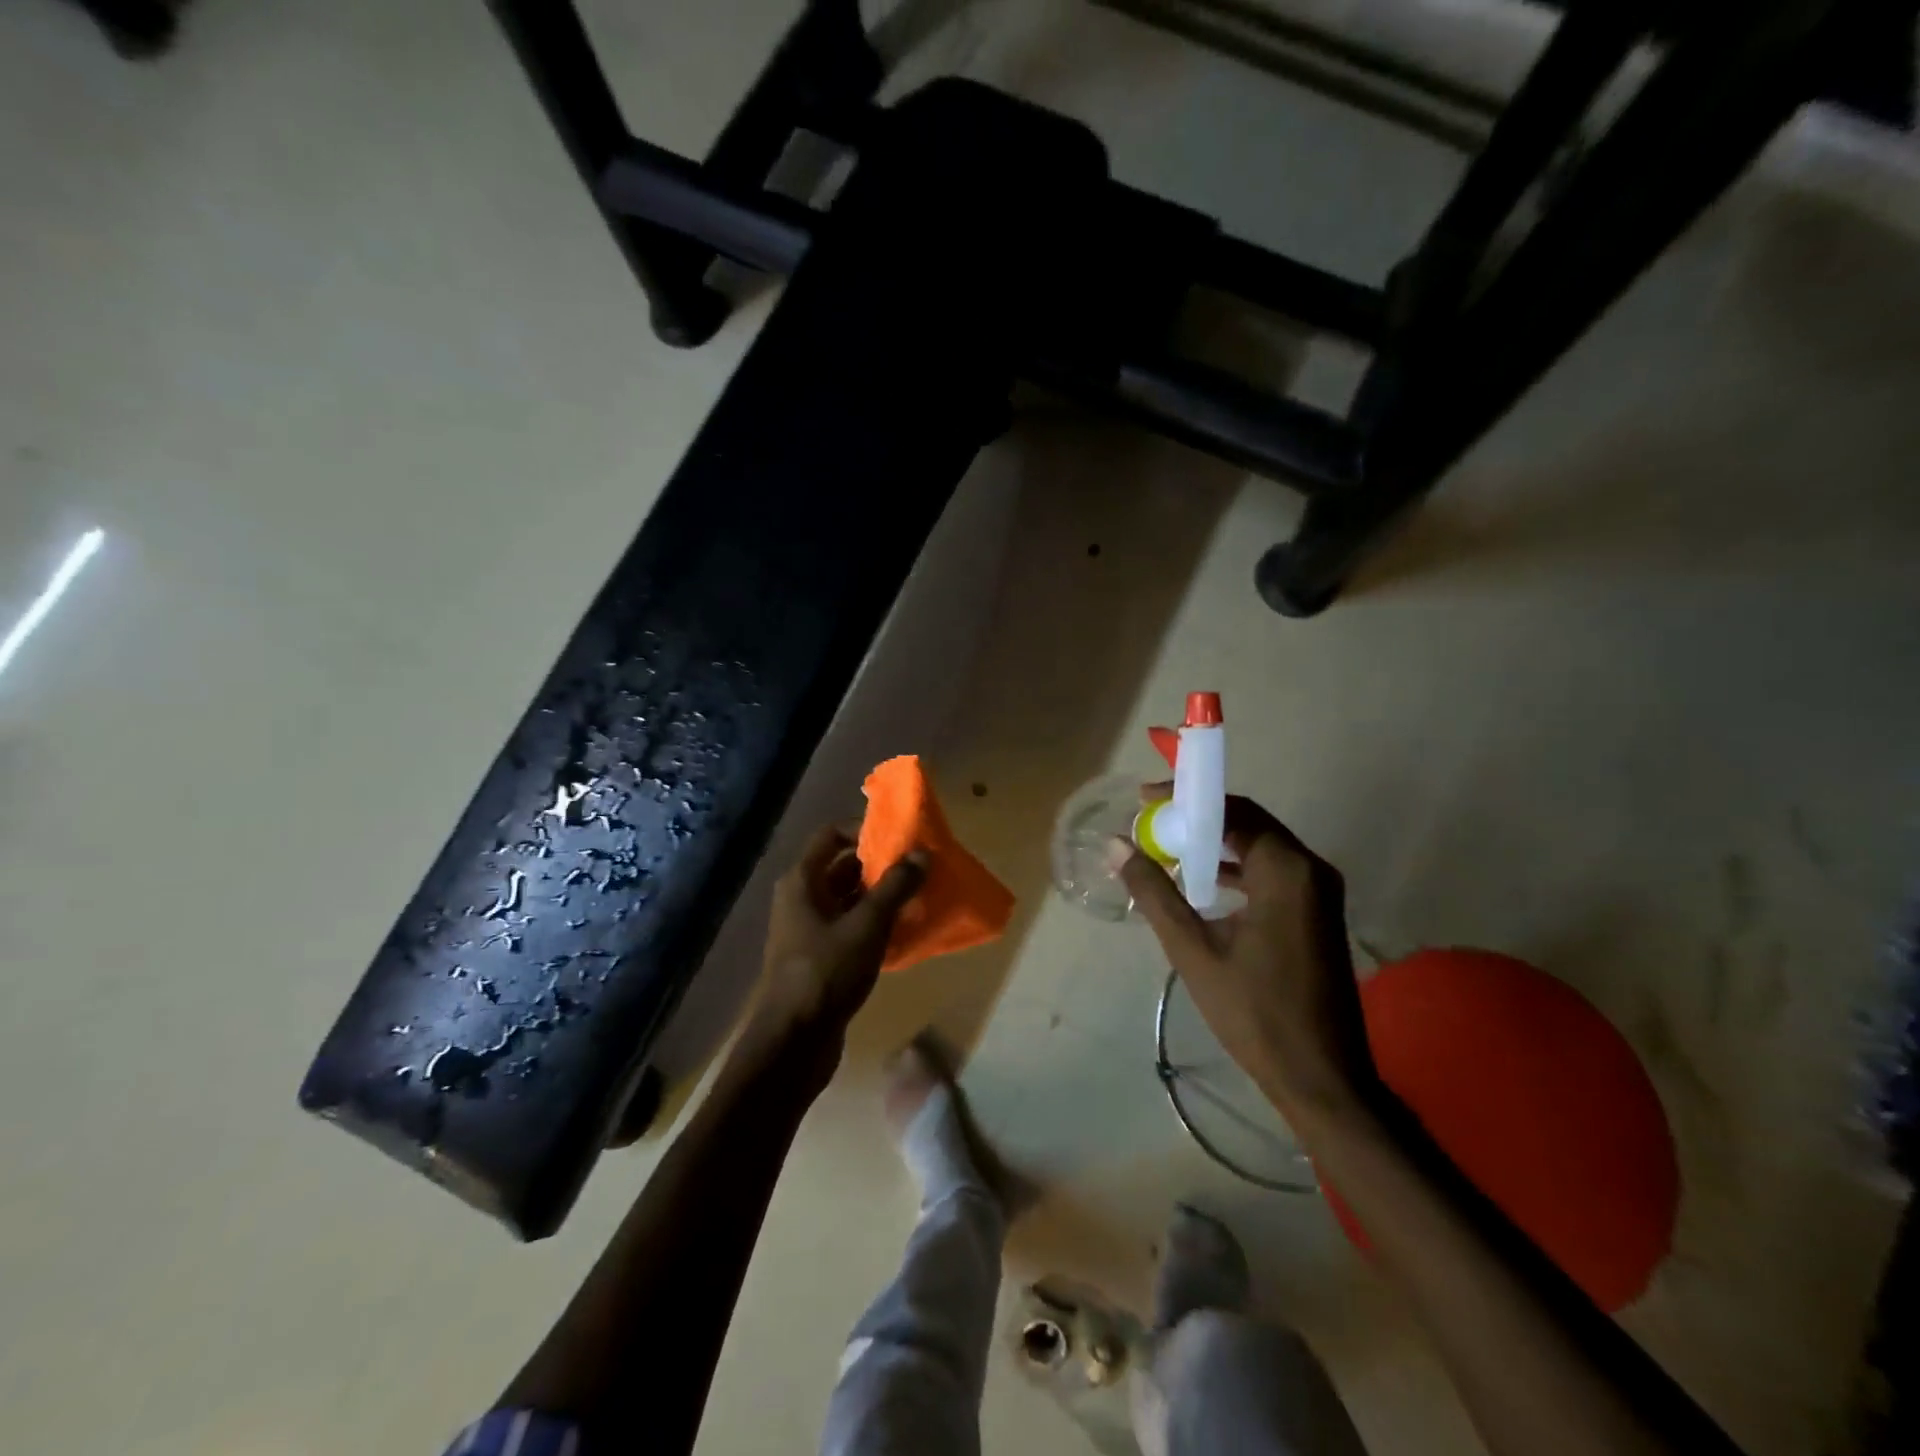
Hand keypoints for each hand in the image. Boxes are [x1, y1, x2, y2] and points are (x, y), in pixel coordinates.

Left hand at [741, 824, 927, 1087]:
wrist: (794, 1042)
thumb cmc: (826, 972)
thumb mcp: (867, 925)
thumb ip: (895, 887)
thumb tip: (922, 854)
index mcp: (803, 881)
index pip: (831, 835)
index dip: (864, 829)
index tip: (899, 836)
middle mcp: (801, 899)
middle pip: (843, 867)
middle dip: (880, 865)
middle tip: (918, 866)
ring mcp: (808, 930)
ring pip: (849, 899)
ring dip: (881, 896)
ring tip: (919, 895)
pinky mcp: (820, 958)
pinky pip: (850, 928)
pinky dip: (875, 924)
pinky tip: (905, 931)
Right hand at [1115, 791, 1375, 1123]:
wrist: (1321, 1077)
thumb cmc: (1254, 1012)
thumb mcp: (1193, 950)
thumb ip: (1154, 892)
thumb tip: (1116, 845)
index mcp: (1287, 871)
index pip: (1233, 810)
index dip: (1187, 799)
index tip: (1144, 800)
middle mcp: (1311, 869)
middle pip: (1249, 823)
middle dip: (1198, 819)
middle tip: (1151, 824)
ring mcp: (1320, 892)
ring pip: (1261, 847)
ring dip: (1216, 844)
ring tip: (1168, 849)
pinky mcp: (1318, 914)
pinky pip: (1272, 872)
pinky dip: (1236, 868)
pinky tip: (1202, 884)